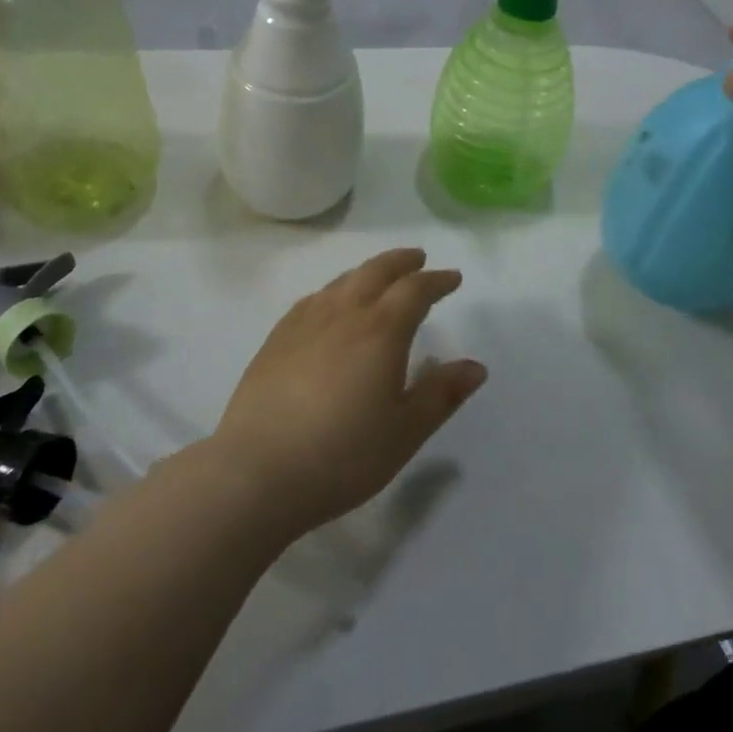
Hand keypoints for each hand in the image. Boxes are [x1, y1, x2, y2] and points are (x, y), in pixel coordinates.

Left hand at [211, 249, 485, 536]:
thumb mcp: (405, 432)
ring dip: (367, 272)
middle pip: (376, 271)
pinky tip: (330, 305)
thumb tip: (476, 367)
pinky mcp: (276, 339)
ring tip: (378, 278)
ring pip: (342, 281)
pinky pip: (313, 299)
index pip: (415, 290)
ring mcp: (305, 322)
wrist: (257, 472)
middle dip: (401, 262)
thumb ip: (441, 395)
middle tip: (418, 259)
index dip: (437, 281)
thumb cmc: (342, 455)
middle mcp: (344, 314)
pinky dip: (334, 290)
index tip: (452, 278)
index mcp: (381, 331)